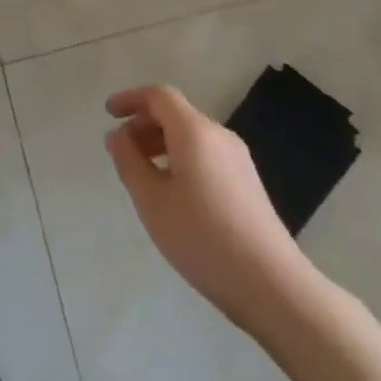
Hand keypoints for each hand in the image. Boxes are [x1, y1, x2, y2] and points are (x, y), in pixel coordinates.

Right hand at [106, 83, 314, 336]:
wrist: (272, 284)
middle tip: (120, 151)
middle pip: (176, 114)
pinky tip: (172, 193)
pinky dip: (180, 158)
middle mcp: (219, 135)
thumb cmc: (203, 238)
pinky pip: (205, 154)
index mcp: (195, 131)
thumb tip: (118, 135)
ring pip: (191, 135)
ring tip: (141, 174)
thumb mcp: (152, 201)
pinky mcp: (247, 182)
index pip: (159, 96)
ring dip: (161, 143)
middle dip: (143, 124)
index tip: (108, 114)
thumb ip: (129, 162)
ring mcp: (238, 158)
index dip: (131, 99)